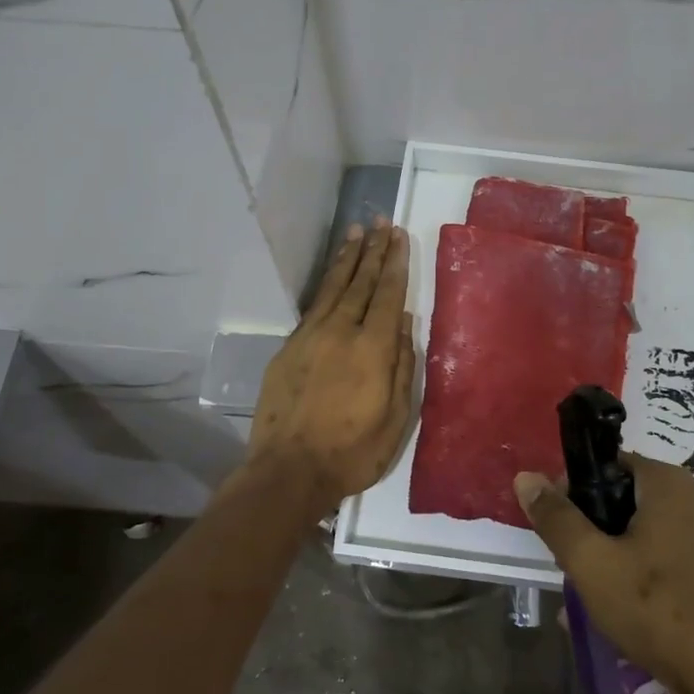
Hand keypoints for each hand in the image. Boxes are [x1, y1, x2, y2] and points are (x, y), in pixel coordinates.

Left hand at [249, 221, 416, 520]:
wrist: (288, 471)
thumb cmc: (352, 452)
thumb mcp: (396, 417)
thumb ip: (403, 365)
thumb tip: (405, 321)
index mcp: (372, 348)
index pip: (387, 293)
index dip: (394, 262)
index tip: (398, 235)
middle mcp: (340, 332)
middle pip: (360, 282)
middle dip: (373, 250)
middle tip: (381, 222)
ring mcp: (310, 337)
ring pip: (333, 288)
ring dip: (346, 259)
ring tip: (356, 232)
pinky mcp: (288, 348)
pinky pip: (313, 307)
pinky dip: (326, 285)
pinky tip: (332, 277)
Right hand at [515, 454, 693, 693]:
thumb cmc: (660, 613)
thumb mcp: (593, 564)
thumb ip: (557, 519)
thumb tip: (526, 477)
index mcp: (670, 484)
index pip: (607, 466)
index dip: (574, 493)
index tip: (560, 533)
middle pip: (626, 501)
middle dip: (594, 534)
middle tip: (575, 572)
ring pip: (647, 537)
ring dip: (616, 562)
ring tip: (594, 603)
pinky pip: (671, 565)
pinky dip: (645, 581)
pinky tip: (627, 619)